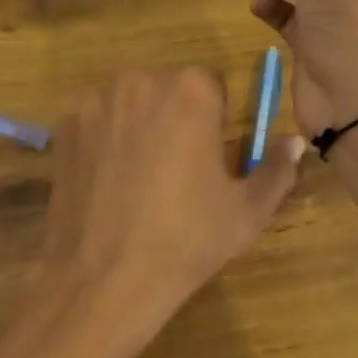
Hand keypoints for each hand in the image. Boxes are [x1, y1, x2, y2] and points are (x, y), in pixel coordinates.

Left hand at [0, 68, 304, 357]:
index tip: (210, 159)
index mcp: (190, 90)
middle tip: (177, 171)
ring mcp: (93, 102)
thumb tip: (295, 141)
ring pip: (129, 104)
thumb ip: (278, 168)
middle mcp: (138, 81)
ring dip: (140, 126)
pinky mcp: (62, 127)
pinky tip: (107, 185)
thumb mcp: (247, 211)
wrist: (103, 277)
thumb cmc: (186, 240)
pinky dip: (104, 141)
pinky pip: (96, 123)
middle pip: (167, 89)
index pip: (212, 87)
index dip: (216, 122)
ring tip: (139, 180)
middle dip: (176, 118)